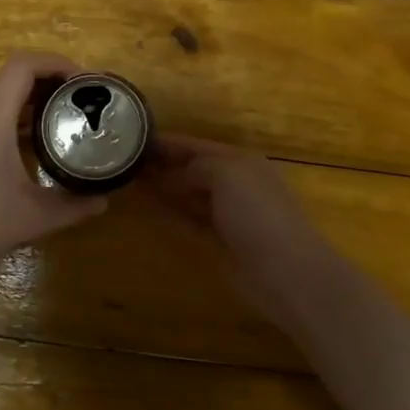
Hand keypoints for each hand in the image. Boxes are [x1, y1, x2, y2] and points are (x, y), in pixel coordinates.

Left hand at [0, 51, 110, 287]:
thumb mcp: (32, 218)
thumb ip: (73, 207)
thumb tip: (104, 201)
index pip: (24, 65)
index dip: (58, 62)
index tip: (86, 81)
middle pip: (12, 80)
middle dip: (50, 85)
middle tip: (82, 104)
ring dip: (30, 105)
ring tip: (61, 125)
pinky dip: (11, 123)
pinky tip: (27, 152)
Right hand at [144, 133, 336, 325]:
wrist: (285, 270)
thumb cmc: (258, 213)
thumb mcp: (227, 174)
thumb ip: (197, 167)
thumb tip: (172, 176)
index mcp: (241, 161)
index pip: (198, 146)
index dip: (168, 143)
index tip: (134, 139)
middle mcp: (235, 184)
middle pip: (193, 169)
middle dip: (163, 165)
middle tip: (125, 163)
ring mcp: (228, 215)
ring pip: (189, 196)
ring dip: (164, 189)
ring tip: (130, 182)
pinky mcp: (220, 242)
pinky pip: (189, 222)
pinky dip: (170, 214)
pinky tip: (147, 209)